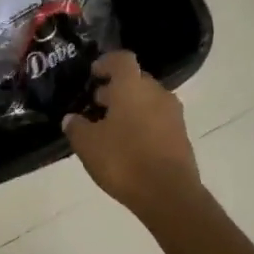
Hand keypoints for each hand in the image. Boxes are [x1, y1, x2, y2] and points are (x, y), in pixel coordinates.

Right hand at [62, 52, 200, 217]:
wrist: (168, 194)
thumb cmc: (123, 160)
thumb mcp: (87, 144)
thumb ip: (76, 127)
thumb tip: (72, 118)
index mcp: (132, 87)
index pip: (122, 59)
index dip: (106, 63)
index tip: (93, 75)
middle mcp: (157, 93)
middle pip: (135, 80)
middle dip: (115, 89)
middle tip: (95, 105)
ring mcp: (173, 114)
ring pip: (147, 101)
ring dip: (129, 108)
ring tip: (109, 128)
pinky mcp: (181, 136)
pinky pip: (157, 120)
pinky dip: (142, 125)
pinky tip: (127, 145)